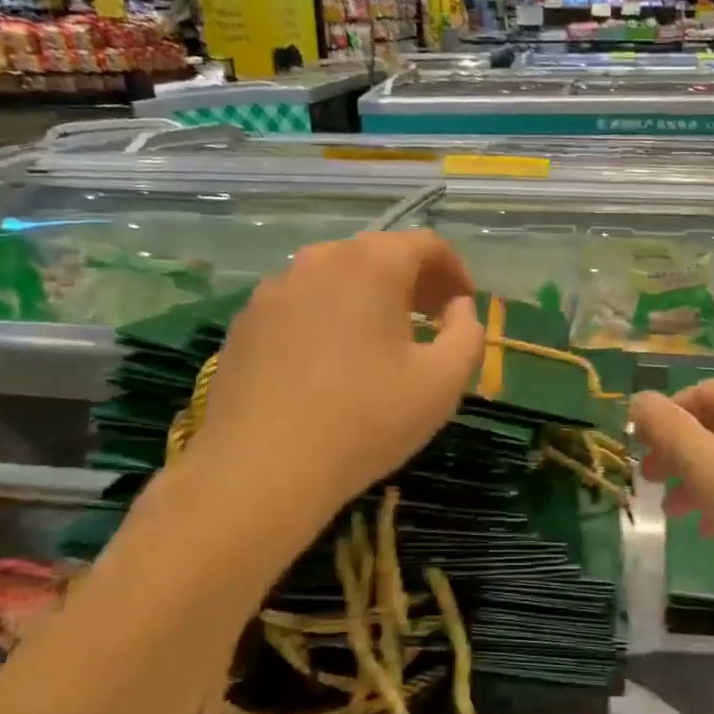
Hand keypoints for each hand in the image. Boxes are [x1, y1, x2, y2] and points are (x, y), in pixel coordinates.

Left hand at [186, 231, 484, 539]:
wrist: (261, 469)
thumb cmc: (366, 420)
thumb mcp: (443, 382)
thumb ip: (468, 333)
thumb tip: (458, 308)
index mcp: (371, 265)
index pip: (426, 244)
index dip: (454, 270)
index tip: (464, 304)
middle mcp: (319, 261)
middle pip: (378, 255)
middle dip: (413, 281)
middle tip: (432, 319)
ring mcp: (275, 289)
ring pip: (336, 277)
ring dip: (369, 297)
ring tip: (382, 339)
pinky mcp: (246, 321)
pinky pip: (301, 304)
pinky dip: (328, 316)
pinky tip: (331, 361)